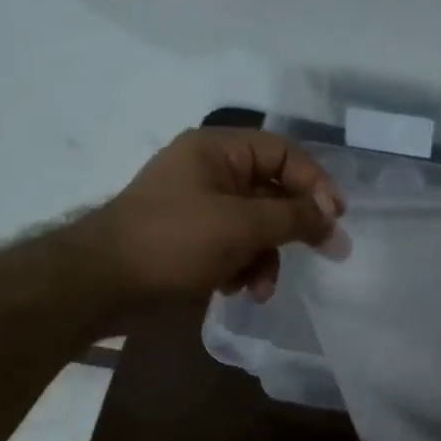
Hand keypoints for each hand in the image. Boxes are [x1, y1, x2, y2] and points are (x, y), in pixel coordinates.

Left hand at [83, 128, 342, 305]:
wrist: (103, 283)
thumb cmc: (175, 242)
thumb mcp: (242, 226)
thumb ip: (294, 218)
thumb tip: (334, 220)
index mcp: (218, 150)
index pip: (284, 153)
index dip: (315, 182)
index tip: (337, 218)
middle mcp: (210, 172)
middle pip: (272, 192)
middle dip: (290, 229)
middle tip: (323, 253)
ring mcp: (198, 207)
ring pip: (255, 226)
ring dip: (265, 258)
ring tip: (258, 288)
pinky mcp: (190, 240)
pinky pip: (233, 247)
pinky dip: (240, 268)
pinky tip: (233, 290)